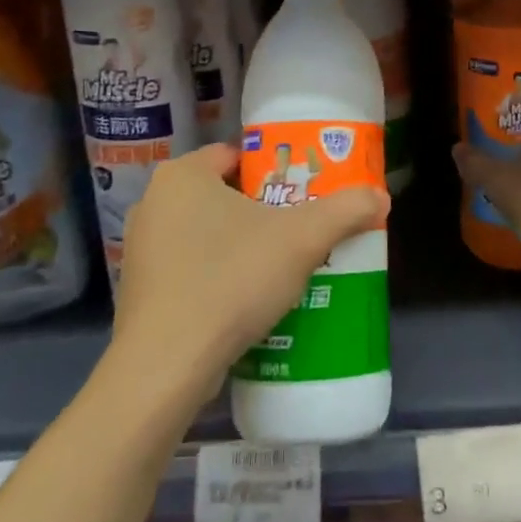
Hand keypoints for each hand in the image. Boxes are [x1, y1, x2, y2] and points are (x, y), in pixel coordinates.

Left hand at [112, 144, 388, 388]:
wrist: (167, 366)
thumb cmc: (232, 279)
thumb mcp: (302, 239)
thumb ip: (345, 210)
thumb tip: (381, 197)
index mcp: (183, 175)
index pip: (235, 155)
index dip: (275, 169)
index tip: (305, 190)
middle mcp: (153, 203)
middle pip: (223, 194)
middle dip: (262, 210)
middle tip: (300, 227)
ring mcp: (141, 250)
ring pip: (205, 234)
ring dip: (240, 244)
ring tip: (280, 265)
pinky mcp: (139, 292)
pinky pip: (189, 269)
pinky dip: (217, 276)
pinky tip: (246, 299)